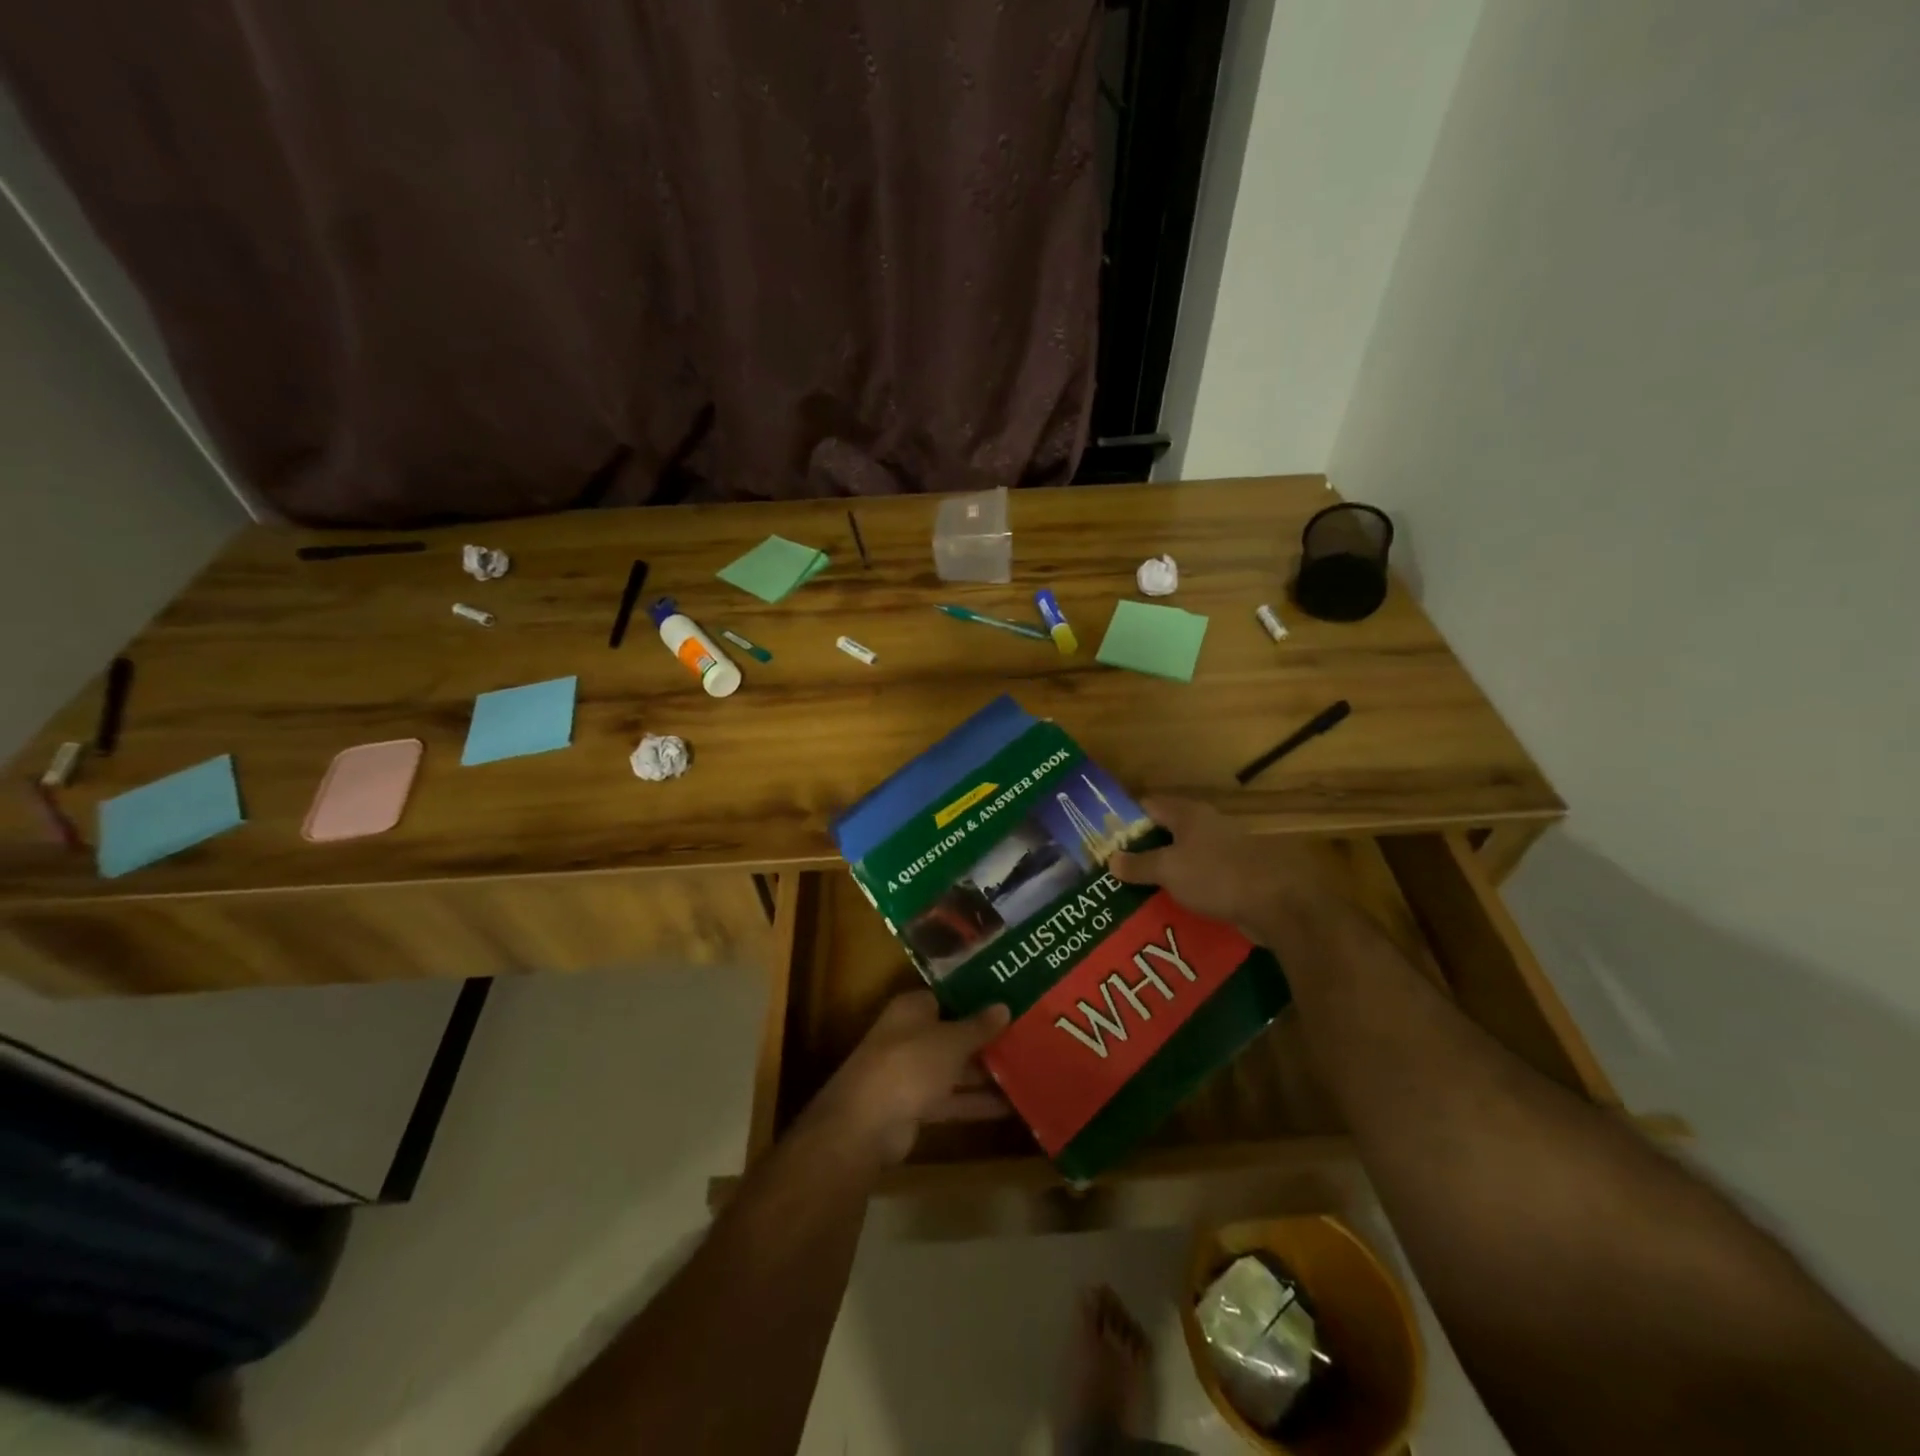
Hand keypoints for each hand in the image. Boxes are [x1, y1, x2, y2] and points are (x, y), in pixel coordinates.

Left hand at [807, 991, 1010, 1165]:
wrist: (866, 1124)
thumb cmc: (909, 1064)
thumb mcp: (951, 1041)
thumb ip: (978, 1026)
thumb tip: (1003, 1006)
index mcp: (913, 1008)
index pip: (949, 996)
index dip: (978, 998)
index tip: (1010, 1000)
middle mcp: (910, 1035)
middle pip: (954, 1033)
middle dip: (986, 1038)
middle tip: (1027, 1035)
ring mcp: (912, 1072)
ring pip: (955, 1068)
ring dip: (985, 1073)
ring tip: (1028, 1069)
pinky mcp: (916, 1106)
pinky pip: (952, 1099)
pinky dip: (976, 1102)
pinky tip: (1011, 1106)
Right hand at [1109, 797, 1343, 943]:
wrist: (1277, 904)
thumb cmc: (1217, 876)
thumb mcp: (1168, 869)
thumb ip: (1138, 864)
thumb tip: (1112, 860)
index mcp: (1188, 814)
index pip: (1147, 805)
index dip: (1124, 818)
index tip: (1103, 837)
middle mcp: (1205, 826)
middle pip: (1164, 831)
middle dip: (1140, 849)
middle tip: (1113, 868)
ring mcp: (1222, 851)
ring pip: (1181, 857)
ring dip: (1161, 871)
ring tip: (1134, 890)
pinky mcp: (1233, 876)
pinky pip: (1198, 879)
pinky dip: (1182, 888)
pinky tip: (1167, 906)